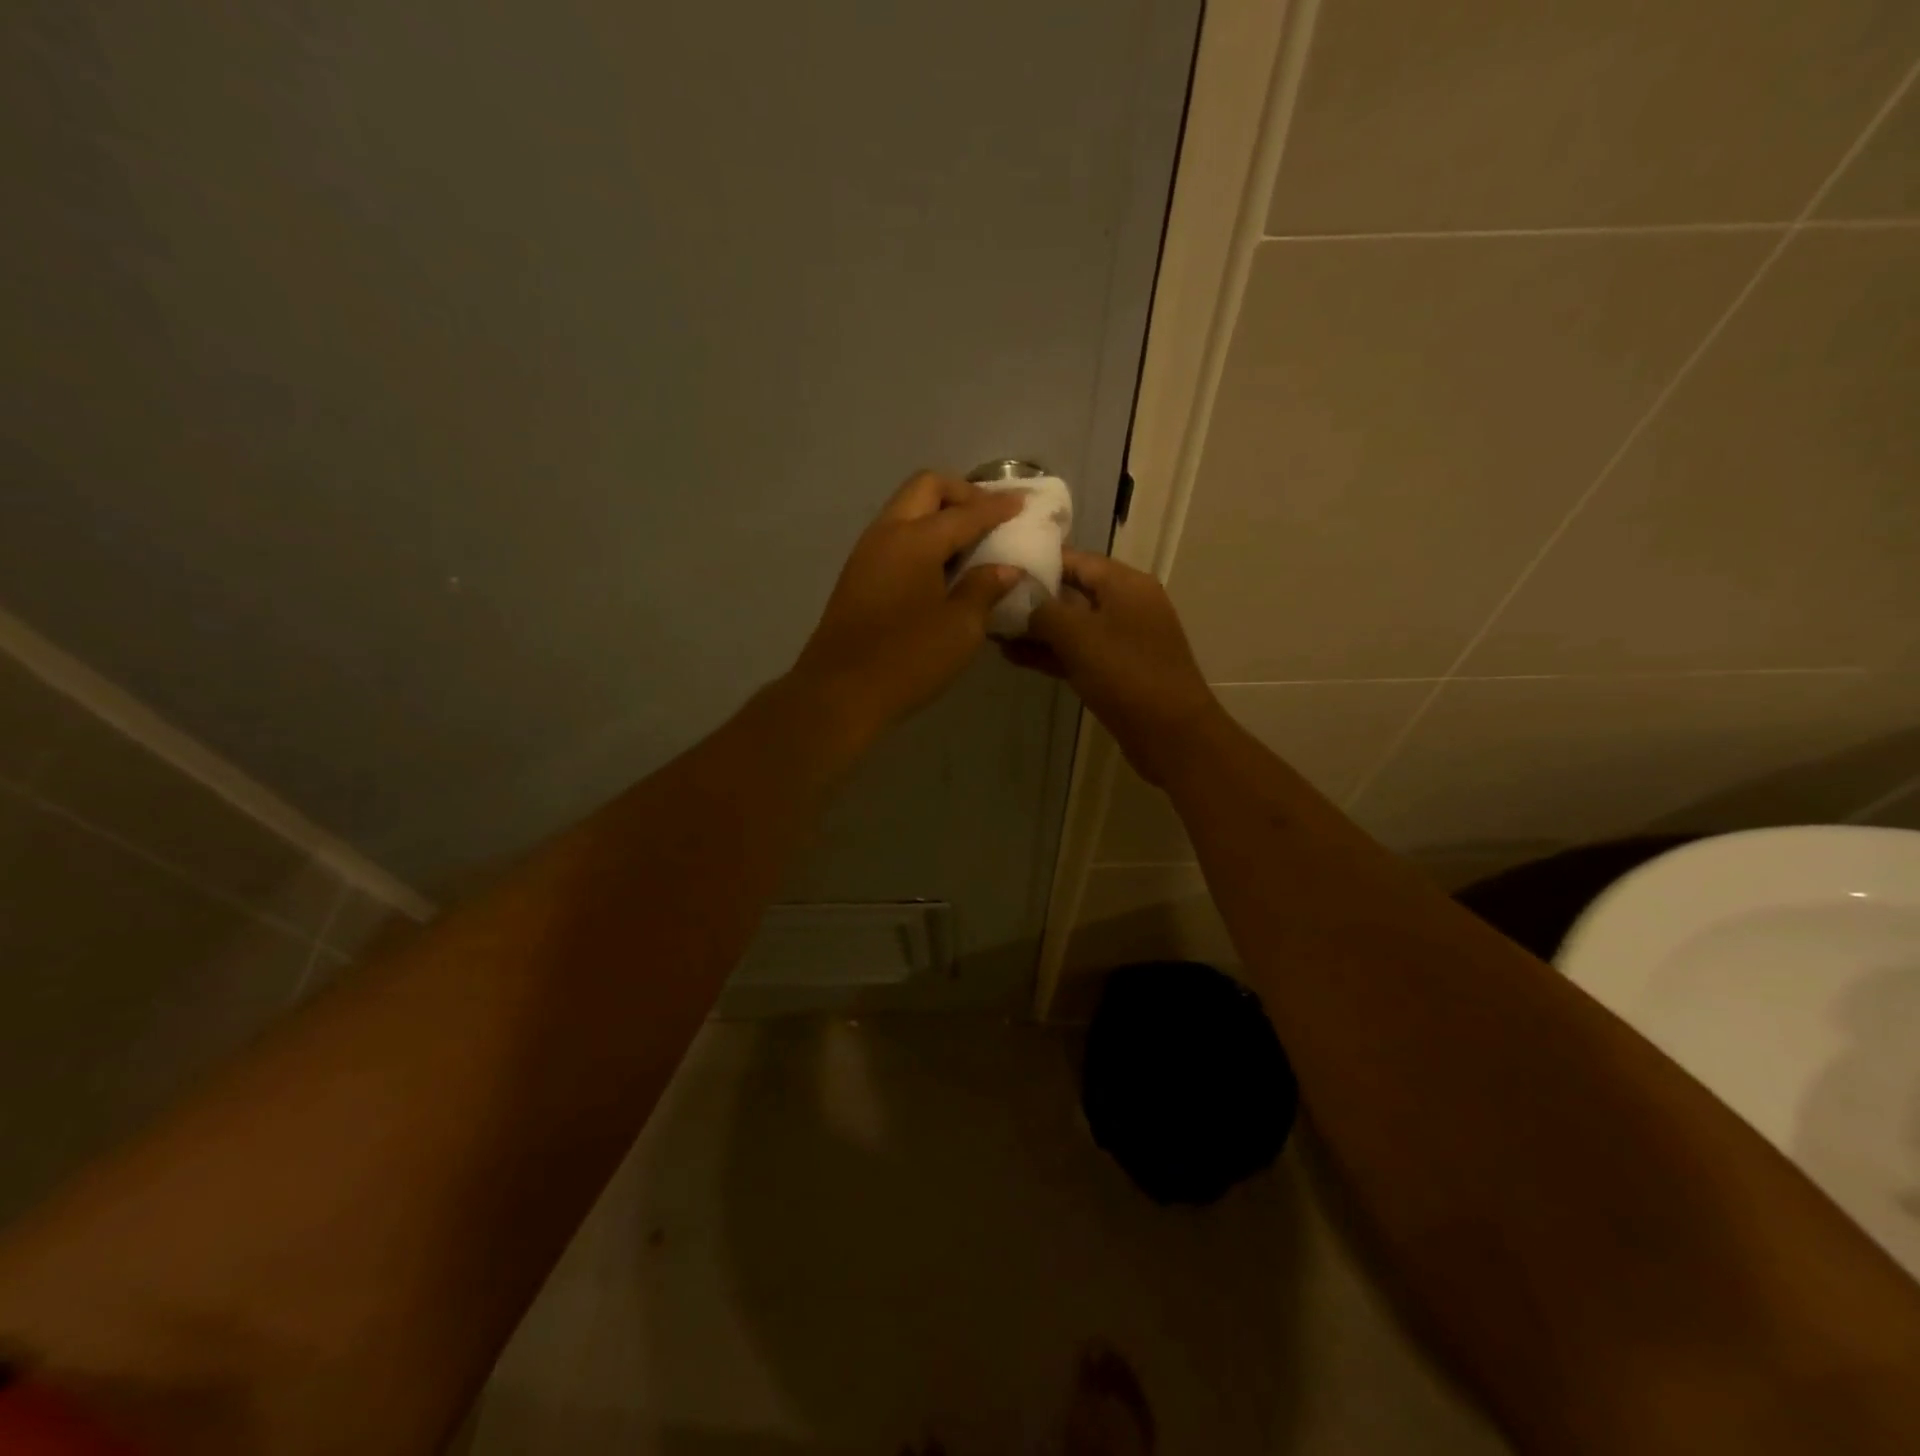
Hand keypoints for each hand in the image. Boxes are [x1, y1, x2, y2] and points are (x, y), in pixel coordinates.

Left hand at [792, 470, 1024, 738]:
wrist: (839, 693)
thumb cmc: (907, 660)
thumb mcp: (960, 628)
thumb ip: (984, 589)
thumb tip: (1005, 568)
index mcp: (915, 540)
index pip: (966, 512)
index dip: (998, 507)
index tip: (1024, 503)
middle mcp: (887, 534)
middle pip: (926, 488)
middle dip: (962, 494)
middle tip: (990, 517)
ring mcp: (866, 553)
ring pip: (906, 510)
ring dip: (939, 514)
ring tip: (971, 542)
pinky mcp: (858, 576)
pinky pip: (896, 536)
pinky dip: (922, 536)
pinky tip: (942, 567)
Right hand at [1004, 549, 1226, 786]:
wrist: (1170, 732)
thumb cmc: (1126, 673)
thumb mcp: (1078, 635)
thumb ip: (1044, 611)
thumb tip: (1023, 602)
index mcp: (1125, 584)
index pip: (1075, 560)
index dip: (1037, 561)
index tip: (1000, 566)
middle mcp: (1125, 605)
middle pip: (1072, 592)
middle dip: (1032, 598)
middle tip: (989, 601)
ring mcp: (1122, 640)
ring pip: (1072, 627)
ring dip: (1035, 630)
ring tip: (992, 630)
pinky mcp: (1115, 671)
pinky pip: (1077, 653)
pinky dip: (1049, 654)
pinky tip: (1013, 657)